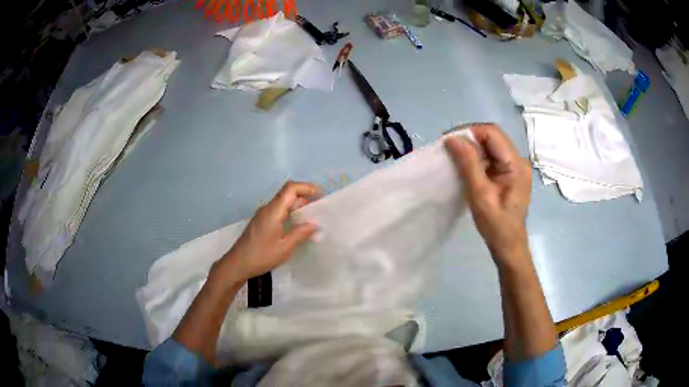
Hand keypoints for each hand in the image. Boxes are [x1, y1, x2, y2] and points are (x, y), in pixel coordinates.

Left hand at [215, 181, 320, 283]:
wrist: (237, 263)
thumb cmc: (261, 256)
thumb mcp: (284, 248)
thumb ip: (300, 234)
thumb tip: (315, 224)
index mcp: (273, 211)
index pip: (291, 188)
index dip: (307, 187)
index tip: (321, 195)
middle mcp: (268, 208)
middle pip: (288, 193)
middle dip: (306, 196)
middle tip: (321, 208)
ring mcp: (263, 214)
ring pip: (283, 202)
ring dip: (298, 205)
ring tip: (313, 217)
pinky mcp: (261, 221)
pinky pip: (279, 210)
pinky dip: (291, 212)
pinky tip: (298, 225)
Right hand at [445, 124, 531, 265]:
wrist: (508, 247)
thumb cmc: (496, 226)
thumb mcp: (480, 195)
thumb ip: (468, 164)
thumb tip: (452, 139)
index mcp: (516, 164)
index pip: (492, 133)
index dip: (469, 131)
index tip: (448, 141)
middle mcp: (519, 160)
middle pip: (493, 137)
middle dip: (469, 138)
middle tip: (448, 147)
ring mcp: (516, 167)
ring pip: (491, 145)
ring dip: (472, 147)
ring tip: (453, 155)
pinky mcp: (510, 173)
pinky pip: (492, 157)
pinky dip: (477, 157)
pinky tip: (465, 165)